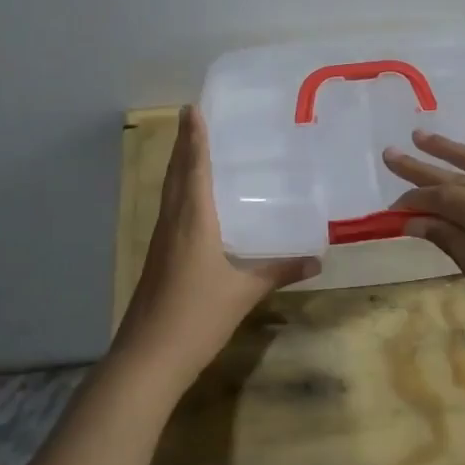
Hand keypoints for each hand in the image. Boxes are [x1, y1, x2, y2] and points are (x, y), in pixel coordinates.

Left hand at [116, 105, 319, 385]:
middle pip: (176, 173)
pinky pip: (170, 210)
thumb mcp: (244, 293)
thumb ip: (279, 271)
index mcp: (193, 221)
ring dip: (179, 165)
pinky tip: (193, 200)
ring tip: (192, 145)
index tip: (192, 107)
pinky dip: (179, 191)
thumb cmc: (197, 316)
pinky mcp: (158, 257)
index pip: (194, 168)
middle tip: (192, 116)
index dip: (194, 137)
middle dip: (183, 143)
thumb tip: (316, 259)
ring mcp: (162, 240)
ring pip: (170, 191)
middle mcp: (173, 222)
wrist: (149, 357)